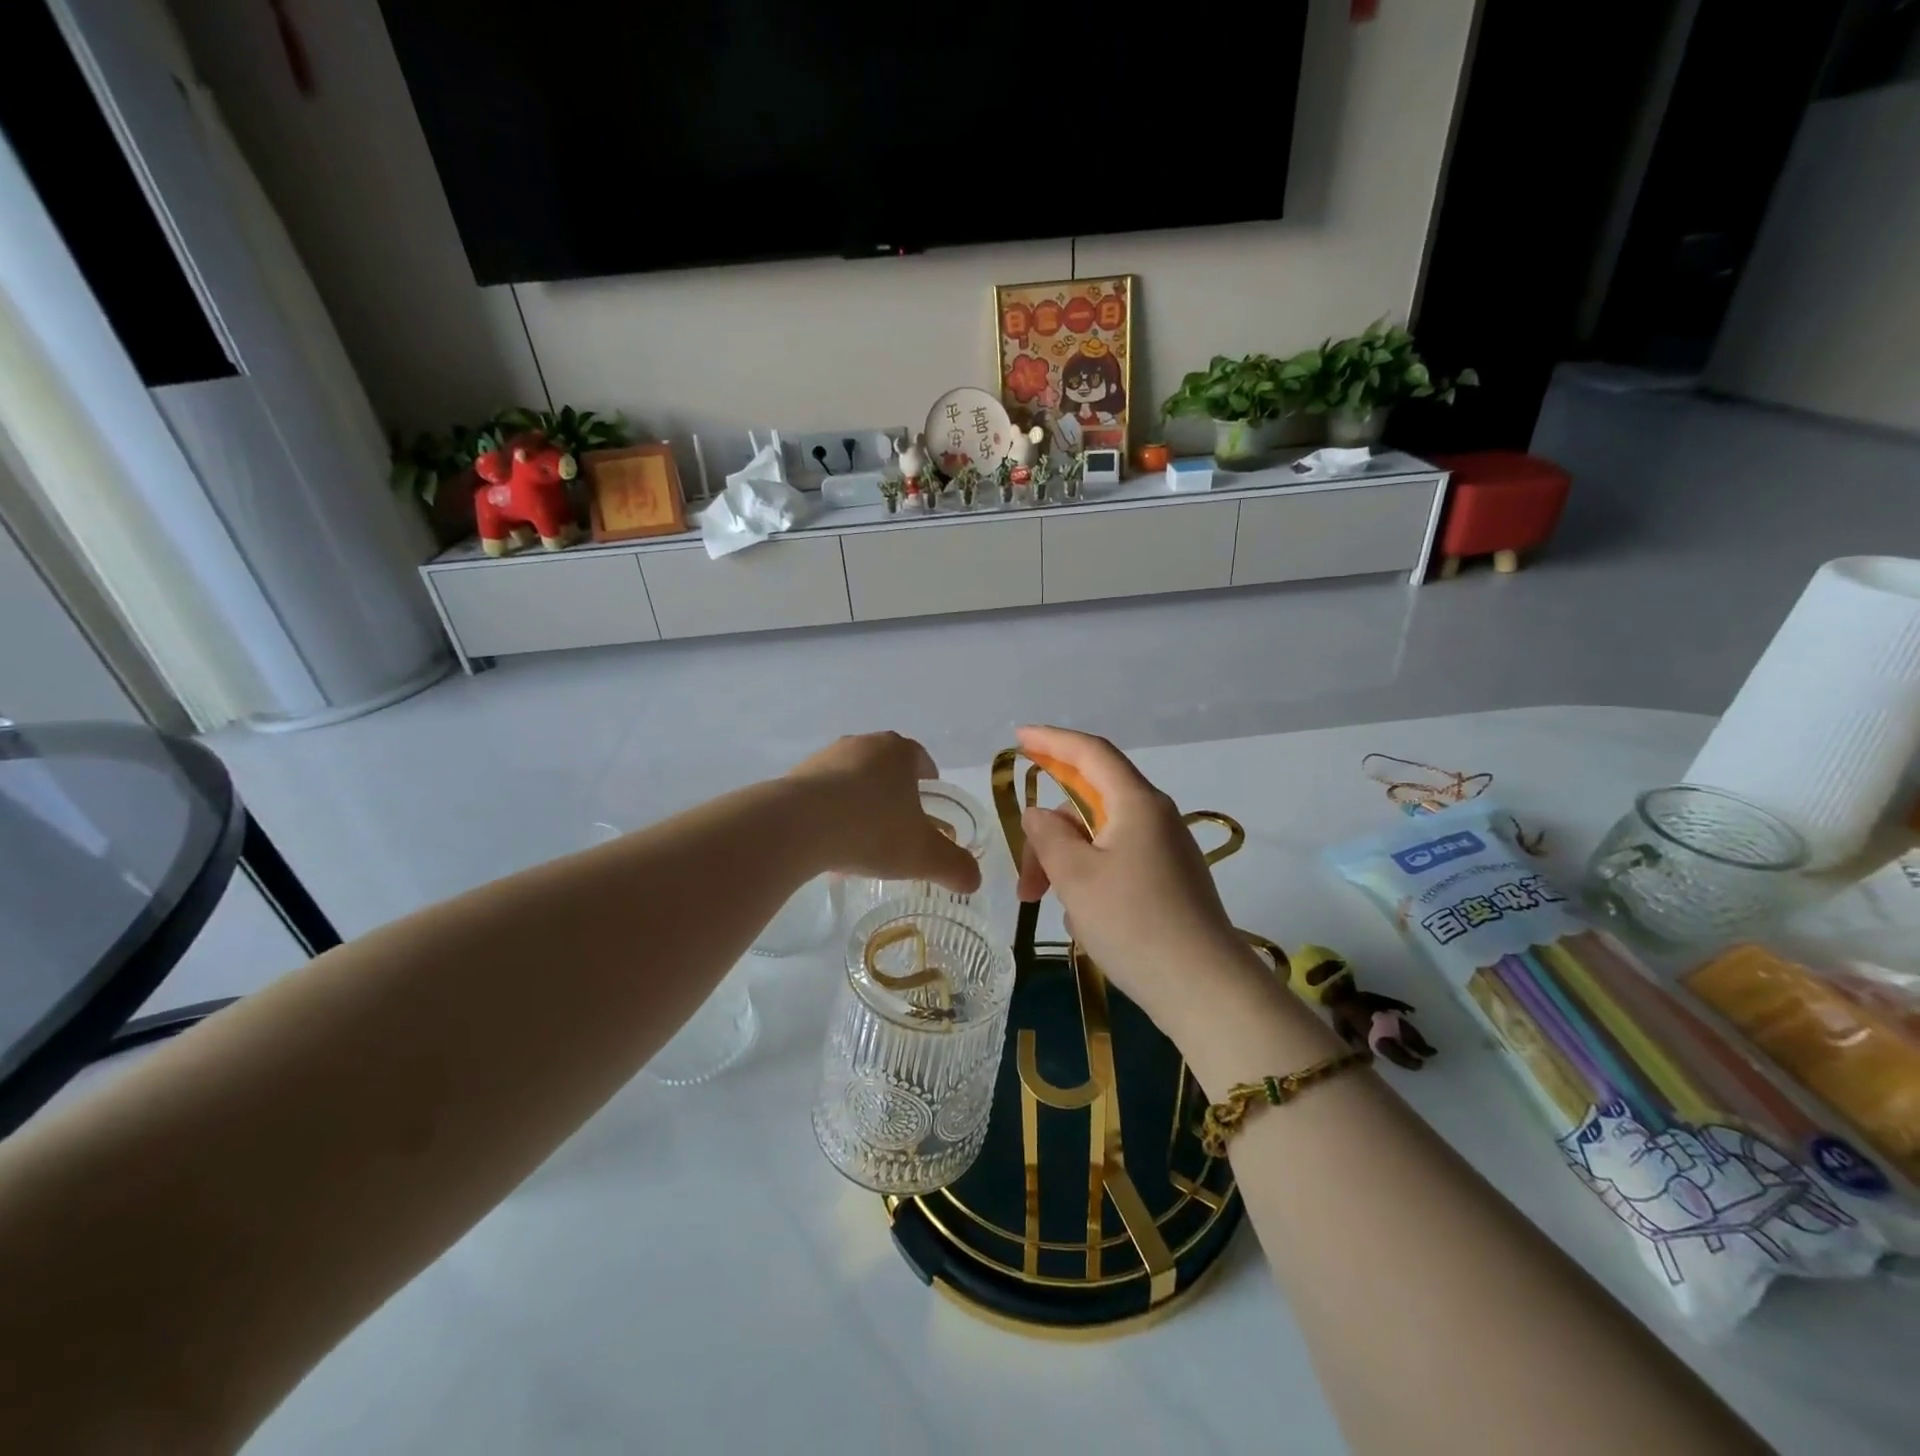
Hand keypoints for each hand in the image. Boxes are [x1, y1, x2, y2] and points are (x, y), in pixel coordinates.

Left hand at [787, 733, 980, 894]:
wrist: (798, 826)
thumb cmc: (872, 829)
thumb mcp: (923, 855)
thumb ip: (954, 866)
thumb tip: (974, 880)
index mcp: (898, 752)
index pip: (921, 760)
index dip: (928, 783)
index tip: (928, 807)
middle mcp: (863, 744)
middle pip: (885, 769)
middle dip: (893, 795)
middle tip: (898, 827)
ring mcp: (826, 757)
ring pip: (852, 780)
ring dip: (859, 804)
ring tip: (861, 842)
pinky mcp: (795, 776)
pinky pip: (822, 795)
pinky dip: (829, 814)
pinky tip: (829, 846)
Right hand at [1012, 725, 1264, 1030]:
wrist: (1204, 989)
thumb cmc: (1133, 923)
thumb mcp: (1076, 876)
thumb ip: (1049, 836)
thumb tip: (1039, 813)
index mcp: (1137, 803)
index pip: (1091, 753)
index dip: (1052, 741)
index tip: (1019, 738)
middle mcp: (1155, 818)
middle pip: (1090, 803)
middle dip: (1050, 833)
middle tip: (1025, 882)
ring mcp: (1166, 851)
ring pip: (1101, 838)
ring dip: (1068, 863)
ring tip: (1052, 908)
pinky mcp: (1170, 882)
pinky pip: (1117, 863)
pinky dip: (1091, 879)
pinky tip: (1083, 918)